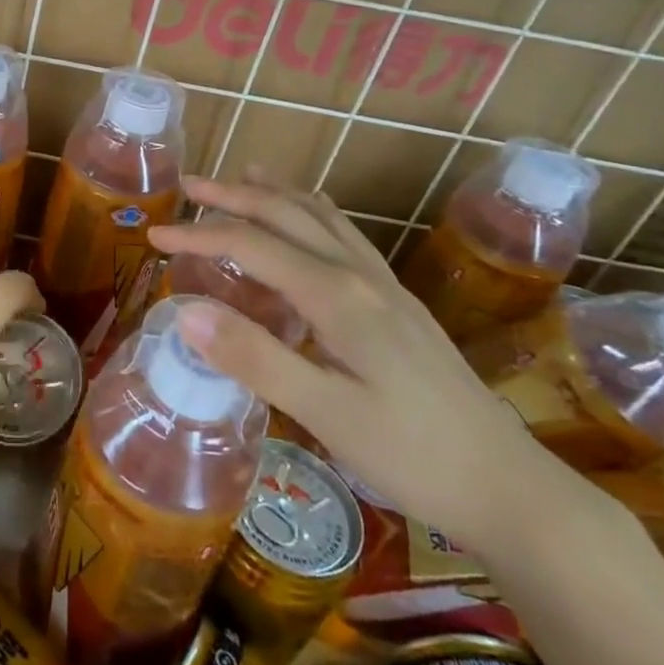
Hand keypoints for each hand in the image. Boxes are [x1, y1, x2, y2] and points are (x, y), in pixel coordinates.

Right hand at [147, 171, 567, 552]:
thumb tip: (186, 311)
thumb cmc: (413, 455)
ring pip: (322, 218)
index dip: (199, 237)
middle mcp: (360, 276)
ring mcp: (385, 286)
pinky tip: (310, 221)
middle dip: (234, 196)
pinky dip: (312, 214)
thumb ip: (255, 357)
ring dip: (276, 194)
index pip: (253, 246)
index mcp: (339, 296)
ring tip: (244, 177)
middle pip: (288, 215)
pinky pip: (345, 236)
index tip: (154, 236)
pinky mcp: (398, 303)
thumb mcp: (326, 414)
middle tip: (188, 186)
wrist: (510, 487)